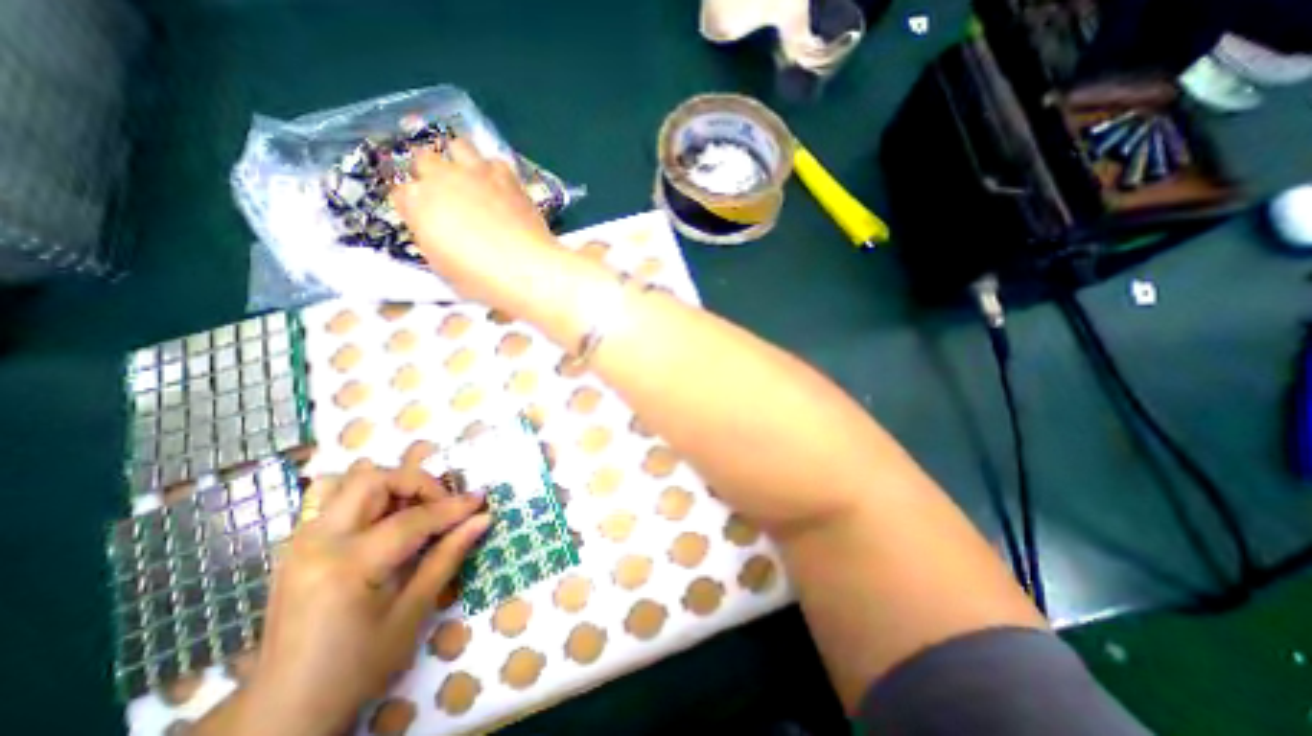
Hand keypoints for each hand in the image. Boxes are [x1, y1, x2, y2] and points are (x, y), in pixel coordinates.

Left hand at [227, 463, 487, 733]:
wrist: (282, 712)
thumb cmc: (357, 666)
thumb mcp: (412, 613)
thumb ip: (448, 556)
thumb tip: (483, 519)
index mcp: (347, 567)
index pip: (412, 519)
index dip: (452, 506)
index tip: (480, 500)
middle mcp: (317, 544)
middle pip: (373, 480)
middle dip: (416, 483)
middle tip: (442, 504)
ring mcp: (300, 543)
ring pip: (348, 482)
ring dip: (389, 486)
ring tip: (414, 510)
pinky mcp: (297, 547)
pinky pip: (334, 500)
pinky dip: (368, 497)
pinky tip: (386, 522)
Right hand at [397, 139, 564, 307]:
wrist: (527, 269)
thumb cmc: (481, 278)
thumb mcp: (442, 267)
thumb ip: (431, 239)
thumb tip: (435, 230)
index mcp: (418, 204)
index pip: (402, 193)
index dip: (413, 206)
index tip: (424, 218)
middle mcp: (443, 179)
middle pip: (424, 159)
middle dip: (430, 174)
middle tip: (446, 195)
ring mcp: (477, 174)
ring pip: (458, 146)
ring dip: (460, 160)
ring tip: (471, 180)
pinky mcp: (509, 178)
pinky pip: (495, 161)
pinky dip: (494, 171)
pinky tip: (500, 186)